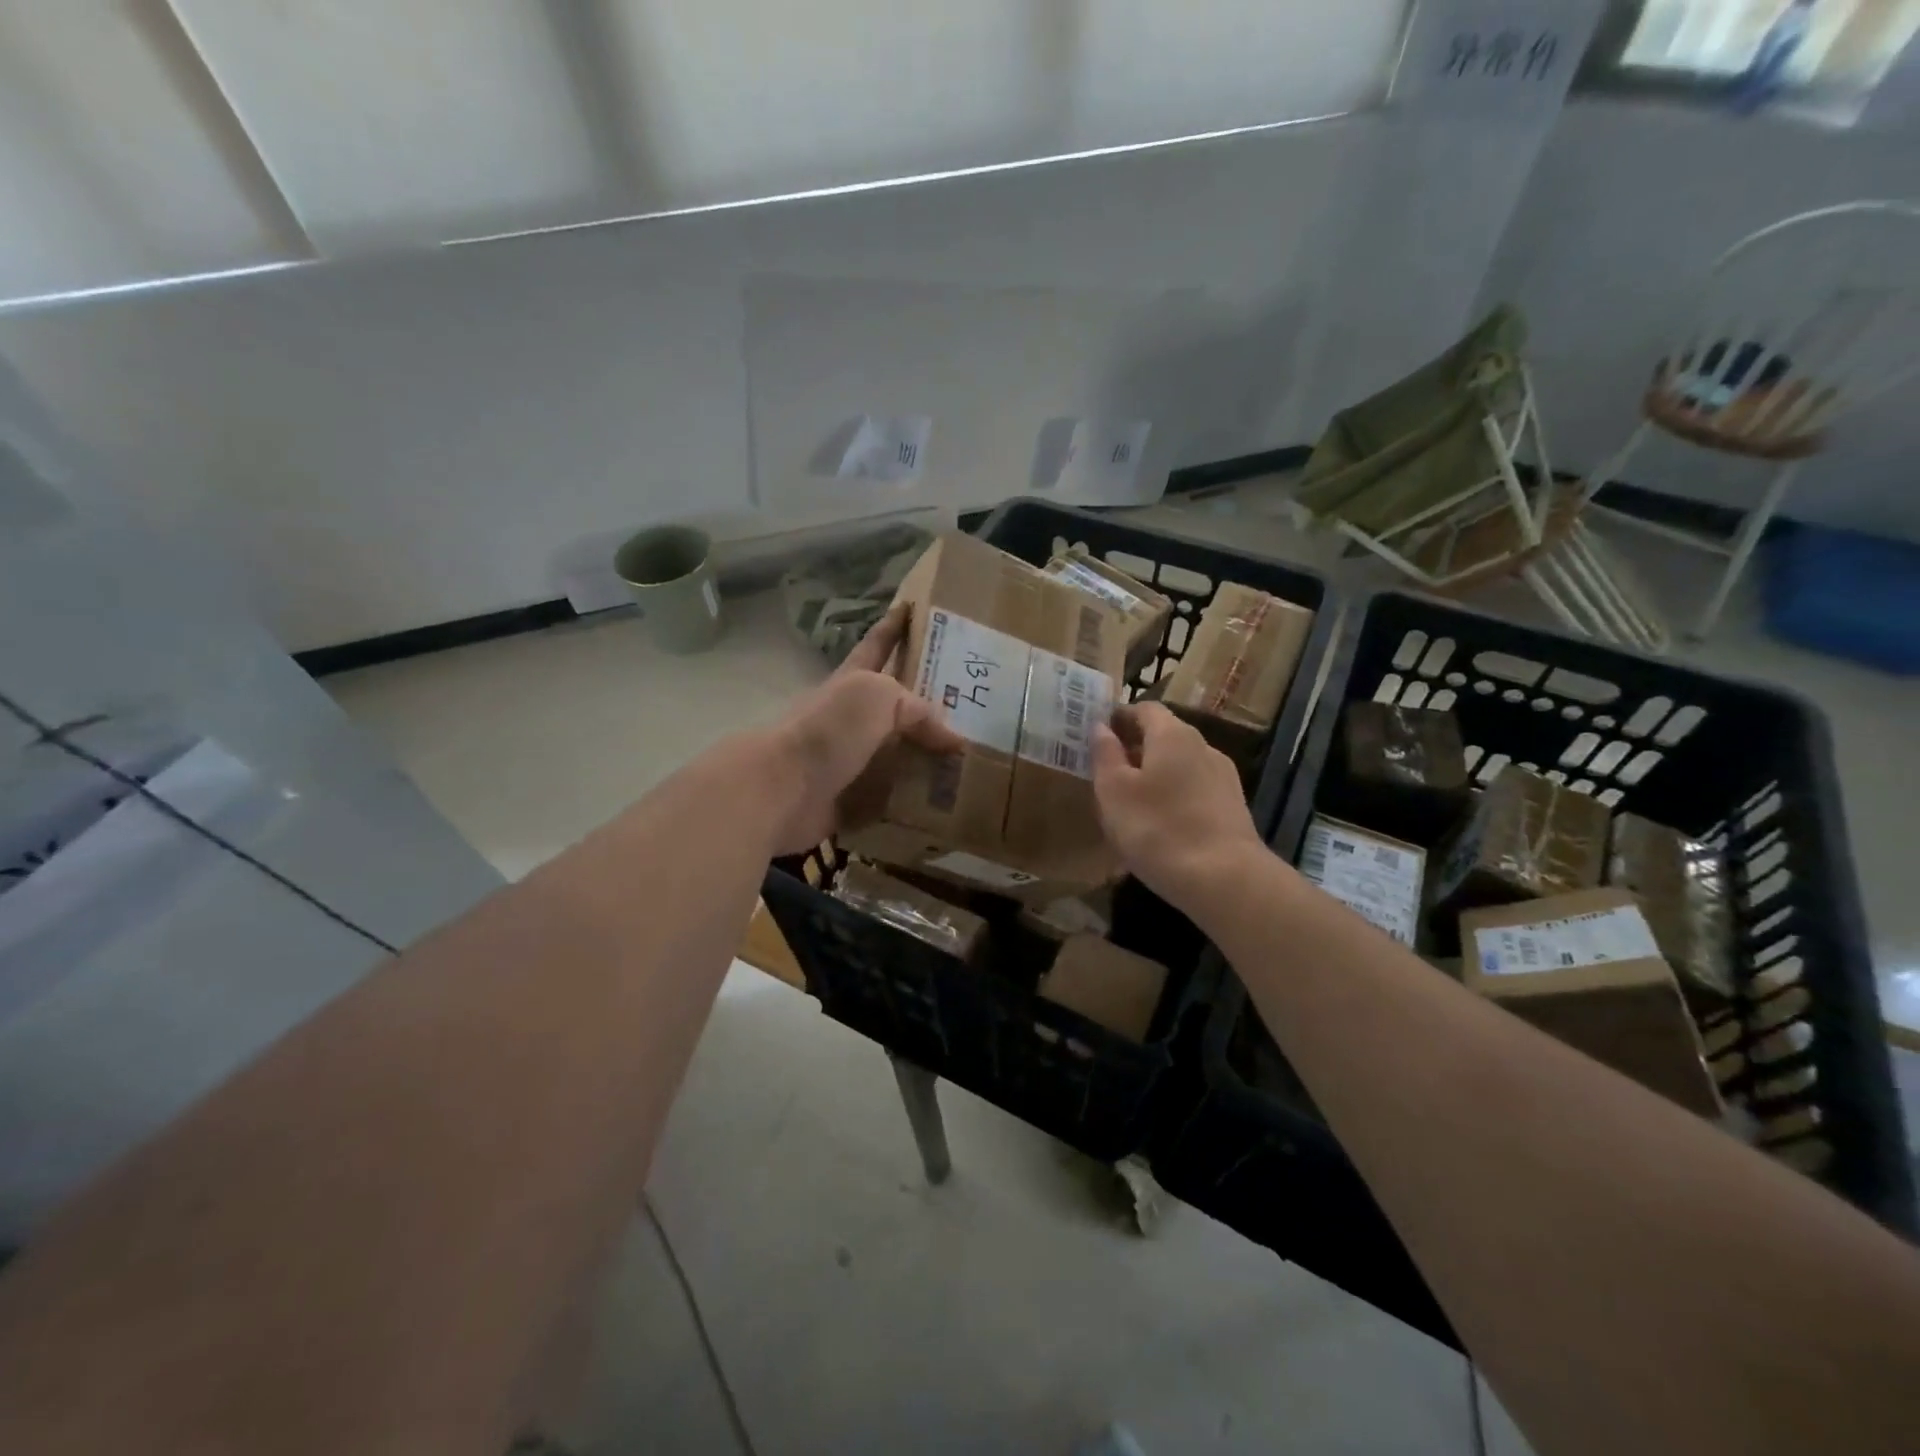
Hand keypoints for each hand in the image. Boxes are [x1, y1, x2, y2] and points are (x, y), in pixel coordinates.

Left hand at [760, 605, 962, 855]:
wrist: (783, 789)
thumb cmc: (829, 730)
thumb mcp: (878, 698)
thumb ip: (918, 710)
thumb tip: (952, 740)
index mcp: (855, 682)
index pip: (878, 645)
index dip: (894, 626)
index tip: (912, 606)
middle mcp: (851, 719)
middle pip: (894, 706)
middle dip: (925, 705)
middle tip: (970, 709)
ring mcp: (849, 760)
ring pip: (896, 755)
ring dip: (926, 759)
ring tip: (968, 764)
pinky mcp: (850, 800)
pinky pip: (890, 800)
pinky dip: (913, 802)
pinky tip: (943, 805)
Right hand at [1090, 702, 1264, 912]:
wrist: (1224, 879)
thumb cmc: (1157, 828)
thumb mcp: (1114, 791)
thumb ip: (1105, 754)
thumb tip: (1100, 727)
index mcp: (1172, 734)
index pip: (1144, 708)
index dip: (1119, 717)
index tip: (1098, 736)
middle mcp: (1203, 746)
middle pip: (1165, 735)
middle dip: (1136, 747)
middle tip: (1108, 771)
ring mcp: (1223, 777)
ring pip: (1181, 764)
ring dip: (1156, 774)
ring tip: (1133, 802)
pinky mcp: (1233, 807)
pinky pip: (1195, 790)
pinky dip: (1175, 796)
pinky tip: (1162, 824)